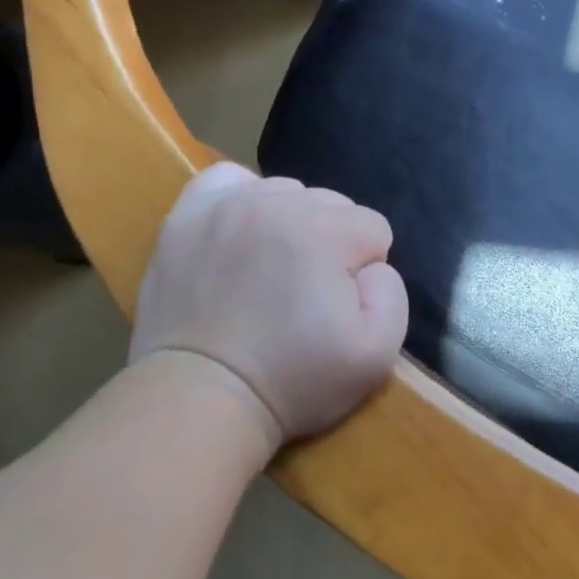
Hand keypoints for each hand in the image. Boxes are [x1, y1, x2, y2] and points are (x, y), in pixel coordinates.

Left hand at [129, 164, 408, 447]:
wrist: (202, 397)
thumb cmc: (295, 380)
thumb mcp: (377, 354)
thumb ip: (392, 294)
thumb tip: (372, 267)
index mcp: (325, 233)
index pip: (374, 228)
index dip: (367, 270)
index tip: (342, 307)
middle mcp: (277, 203)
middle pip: (332, 204)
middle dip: (333, 244)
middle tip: (309, 294)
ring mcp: (225, 206)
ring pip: (286, 192)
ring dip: (292, 224)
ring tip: (275, 271)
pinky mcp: (185, 217)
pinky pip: (229, 182)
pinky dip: (245, 201)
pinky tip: (244, 236)